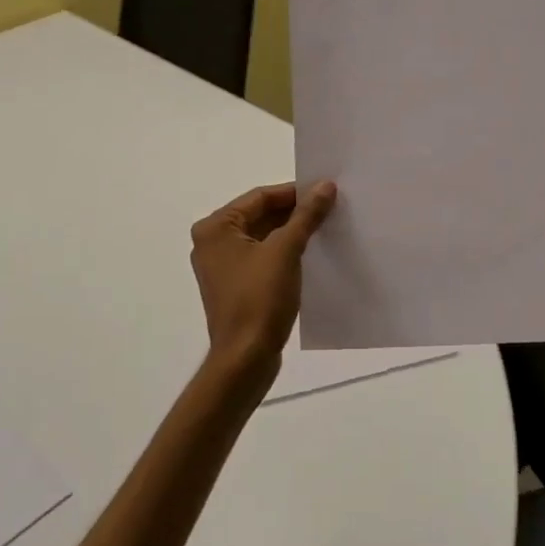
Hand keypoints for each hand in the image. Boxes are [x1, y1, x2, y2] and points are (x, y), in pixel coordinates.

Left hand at [190, 180, 336, 379]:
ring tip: (327, 228)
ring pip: (263, 237)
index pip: (260, 197)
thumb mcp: (286, 251)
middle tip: (331, 208)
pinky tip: (312, 254)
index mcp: (216, 228)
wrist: (245, 359)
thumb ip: (306, 215)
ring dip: (292, 232)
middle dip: (295, 212)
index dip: (295, 192)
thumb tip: (326, 186)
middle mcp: (213, 243)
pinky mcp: (236, 287)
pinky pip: (263, 258)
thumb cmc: (259, 299)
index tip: (327, 191)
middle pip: (260, 215)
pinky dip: (285, 253)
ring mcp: (223, 267)